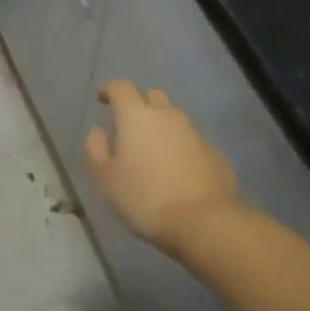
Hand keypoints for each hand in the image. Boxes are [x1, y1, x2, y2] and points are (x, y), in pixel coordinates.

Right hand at [84, 80, 238, 249]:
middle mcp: (167, 115)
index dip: (109, 90)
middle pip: (152, 96)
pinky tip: (177, 171)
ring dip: (161, 127)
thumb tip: (98, 131)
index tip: (102, 99)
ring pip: (173, 119)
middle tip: (130, 125)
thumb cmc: (144, 198)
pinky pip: (191, 141)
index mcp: (136, 116)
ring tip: (153, 151)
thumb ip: (95, 149)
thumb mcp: (105, 179)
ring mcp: (194, 133)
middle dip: (139, 103)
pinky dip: (180, 148)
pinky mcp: (214, 153)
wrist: (203, 222)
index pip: (121, 88)